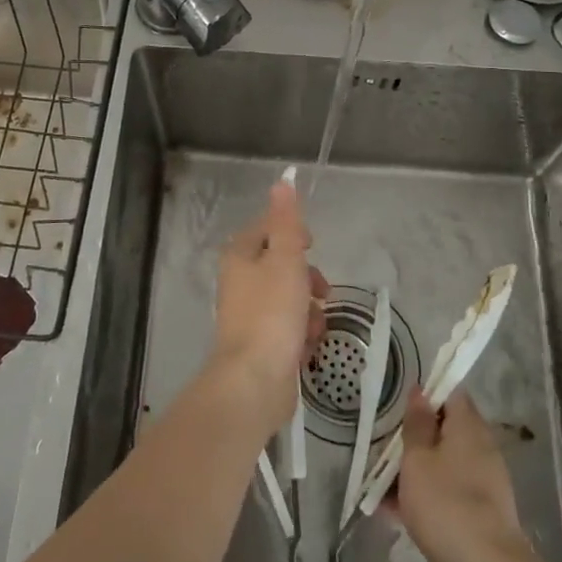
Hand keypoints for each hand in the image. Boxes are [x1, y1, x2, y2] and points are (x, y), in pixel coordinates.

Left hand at [210, 179, 327, 436]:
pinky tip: (306, 348)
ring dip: (309, 310)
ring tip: (313, 327)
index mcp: (239, 256)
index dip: (294, 234)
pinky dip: (302, 335)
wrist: (254, 382)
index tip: (311, 246)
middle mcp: (240, 282)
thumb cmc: (271, 313)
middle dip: (308, 278)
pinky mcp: (261, 345)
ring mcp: (250, 316)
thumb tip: (283, 179)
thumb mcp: (285, 258)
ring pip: (290, 299)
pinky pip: (289, 329)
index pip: (268, 229)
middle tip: (321, 290)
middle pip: (283, 266)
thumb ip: (287, 220)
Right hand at [389, 391, 549, 561]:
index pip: (451, 394)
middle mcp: (478, 454)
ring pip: (438, 466)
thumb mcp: (419, 458)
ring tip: (375, 473)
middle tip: (380, 435)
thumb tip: (421, 390)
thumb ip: (417, 424)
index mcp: (470, 430)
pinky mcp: (469, 521)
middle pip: (443, 431)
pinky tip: (386, 508)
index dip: (426, 390)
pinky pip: (440, 497)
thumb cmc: (447, 505)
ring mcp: (476, 490)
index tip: (398, 395)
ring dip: (410, 469)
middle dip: (412, 434)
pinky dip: (417, 499)